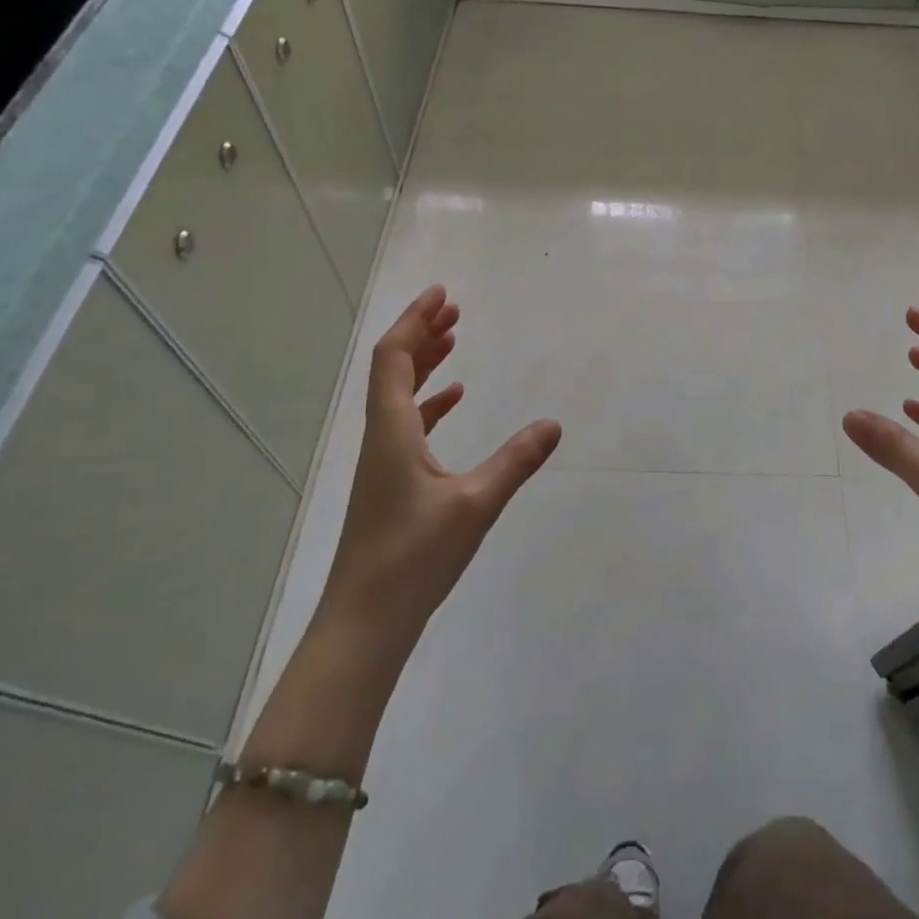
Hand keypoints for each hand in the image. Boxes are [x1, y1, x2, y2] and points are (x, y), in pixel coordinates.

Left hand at [322, 286, 561, 649]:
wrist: (365, 623)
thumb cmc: (414, 559)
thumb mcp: (475, 505)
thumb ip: (516, 461)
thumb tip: (553, 425)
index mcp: (392, 431)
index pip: (395, 357)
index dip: (415, 321)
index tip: (441, 294)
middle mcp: (381, 437)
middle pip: (394, 369)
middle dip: (422, 334)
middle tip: (454, 310)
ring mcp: (383, 462)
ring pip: (400, 396)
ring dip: (425, 365)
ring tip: (454, 342)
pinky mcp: (390, 484)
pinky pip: (408, 425)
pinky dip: (430, 404)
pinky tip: (454, 403)